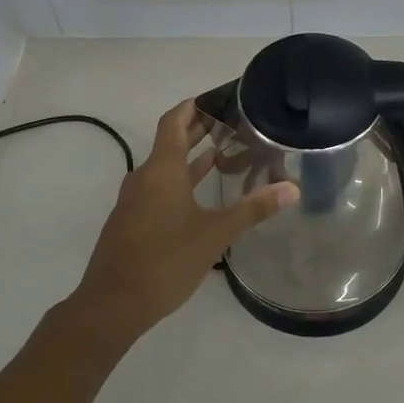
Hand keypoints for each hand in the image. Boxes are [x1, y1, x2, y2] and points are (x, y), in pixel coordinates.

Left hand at [68, 99, 298, 340]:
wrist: (112, 304)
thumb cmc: (165, 260)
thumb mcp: (215, 234)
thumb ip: (252, 209)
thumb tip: (291, 188)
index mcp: (161, 170)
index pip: (173, 121)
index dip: (193, 106)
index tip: (217, 98)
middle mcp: (144, 178)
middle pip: (170, 142)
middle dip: (198, 130)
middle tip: (231, 123)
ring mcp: (135, 201)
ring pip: (165, 168)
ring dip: (191, 158)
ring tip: (223, 153)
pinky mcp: (133, 222)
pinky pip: (159, 189)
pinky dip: (181, 182)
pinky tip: (200, 196)